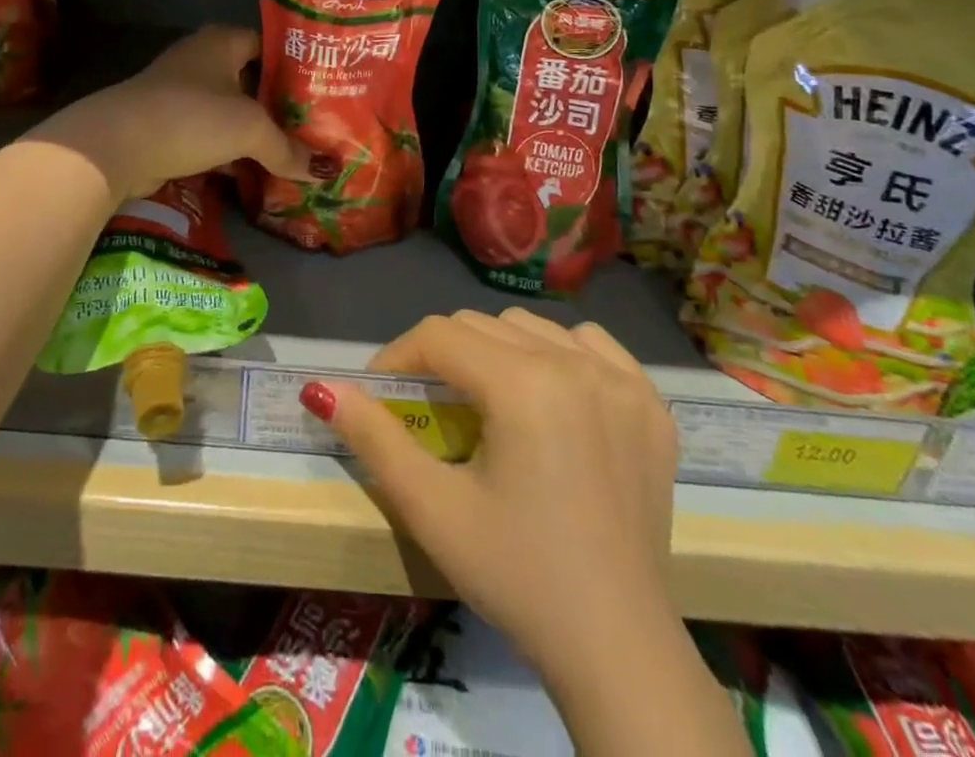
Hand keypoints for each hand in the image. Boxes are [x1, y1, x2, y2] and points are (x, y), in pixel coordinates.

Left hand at [29, 26, 311, 201]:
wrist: (116, 146)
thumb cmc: (190, 117)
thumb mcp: (249, 129)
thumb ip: (287, 148)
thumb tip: (325, 170)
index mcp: (222, 41)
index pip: (270, 45)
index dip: (298, 65)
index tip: (326, 88)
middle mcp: (202, 60)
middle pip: (252, 80)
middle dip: (281, 105)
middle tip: (318, 125)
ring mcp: (182, 94)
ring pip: (232, 111)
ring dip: (257, 132)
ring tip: (296, 152)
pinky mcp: (169, 126)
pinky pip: (212, 135)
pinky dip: (232, 152)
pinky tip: (258, 172)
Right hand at [314, 309, 679, 686]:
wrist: (618, 649)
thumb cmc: (516, 577)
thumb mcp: (432, 510)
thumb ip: (374, 438)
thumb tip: (321, 390)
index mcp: (525, 385)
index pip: (440, 335)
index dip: (399, 357)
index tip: (381, 393)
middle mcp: (577, 364)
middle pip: (484, 325)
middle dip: (444, 355)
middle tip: (431, 406)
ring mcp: (622, 380)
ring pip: (533, 328)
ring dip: (498, 351)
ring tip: (488, 402)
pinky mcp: (652, 403)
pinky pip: (592, 345)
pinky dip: (561, 354)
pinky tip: (553, 396)